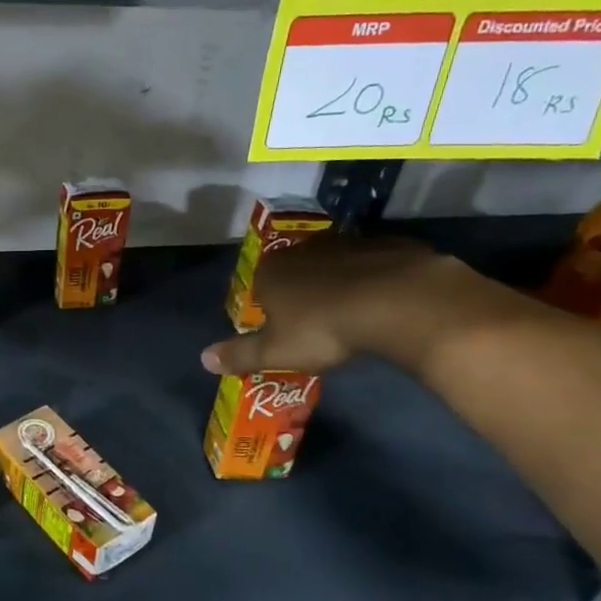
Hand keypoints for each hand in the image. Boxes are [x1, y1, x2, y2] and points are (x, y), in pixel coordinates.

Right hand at [201, 234, 501, 377]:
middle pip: (296, 272)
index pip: (259, 287)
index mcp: (271, 272)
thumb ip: (239, 355)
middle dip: (303, 293)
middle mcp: (303, 249)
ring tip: (354, 313)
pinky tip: (385, 301)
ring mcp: (347, 241)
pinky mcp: (387, 242)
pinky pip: (374, 263)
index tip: (284, 330)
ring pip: (335, 264)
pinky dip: (375, 278)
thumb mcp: (276, 352)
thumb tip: (203, 359)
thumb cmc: (324, 328)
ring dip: (339, 283)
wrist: (397, 301)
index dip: (269, 309)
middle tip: (318, 324)